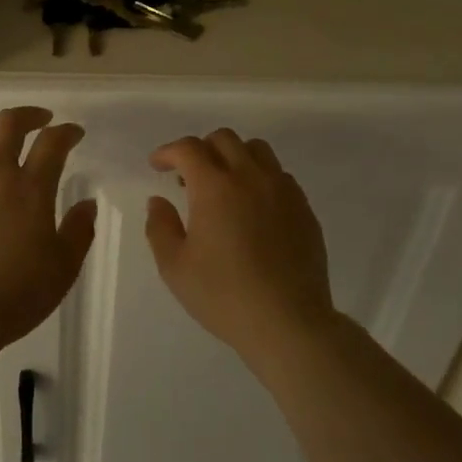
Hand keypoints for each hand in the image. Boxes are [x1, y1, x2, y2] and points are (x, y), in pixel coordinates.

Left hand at [0, 107, 97, 344]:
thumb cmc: (14, 294)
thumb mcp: (63, 268)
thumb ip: (78, 231)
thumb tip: (86, 204)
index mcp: (30, 188)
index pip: (52, 143)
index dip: (66, 132)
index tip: (74, 133)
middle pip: (9, 124)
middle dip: (29, 116)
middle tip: (41, 122)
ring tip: (5, 146)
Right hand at [145, 129, 337, 355]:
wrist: (288, 322)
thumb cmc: (224, 295)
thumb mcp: (175, 267)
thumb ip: (160, 227)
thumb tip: (159, 201)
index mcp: (215, 187)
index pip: (188, 148)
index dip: (168, 152)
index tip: (157, 166)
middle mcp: (251, 177)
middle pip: (224, 139)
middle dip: (200, 149)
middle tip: (188, 178)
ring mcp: (283, 190)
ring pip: (257, 150)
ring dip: (233, 157)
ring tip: (223, 186)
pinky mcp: (304, 208)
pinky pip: (279, 175)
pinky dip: (259, 178)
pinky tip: (252, 208)